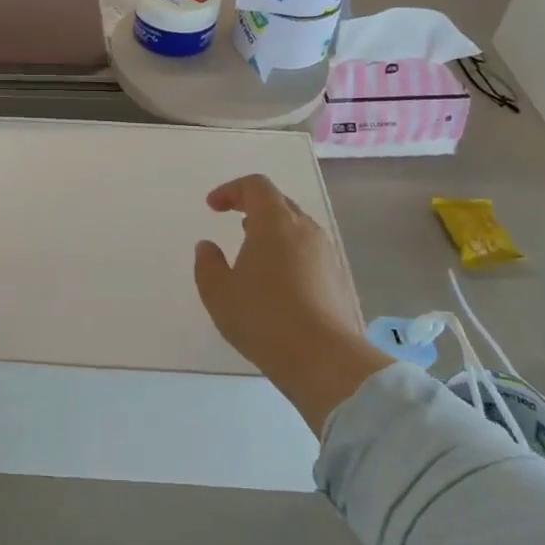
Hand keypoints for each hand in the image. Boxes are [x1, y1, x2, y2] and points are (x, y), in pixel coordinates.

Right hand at [194, 176, 391, 431]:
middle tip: (233, 220)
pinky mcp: (337, 277)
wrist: (323, 358)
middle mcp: (305, 230)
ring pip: (297, 227)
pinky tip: (275, 279)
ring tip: (252, 251)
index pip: (256, 186)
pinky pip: (308, 250)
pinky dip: (288, 251)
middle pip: (279, 202)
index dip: (231, 190)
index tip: (213, 207)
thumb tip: (208, 247)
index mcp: (274, 223)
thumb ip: (207, 264)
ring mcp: (326, 253)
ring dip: (272, 230)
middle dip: (253, 206)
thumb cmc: (262, 318)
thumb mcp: (218, 293)